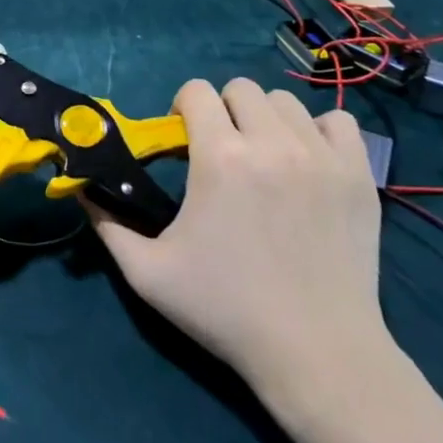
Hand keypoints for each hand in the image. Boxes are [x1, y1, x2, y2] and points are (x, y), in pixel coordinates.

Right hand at [86, 78, 392, 408]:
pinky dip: (318, 132)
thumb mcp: (148, 274)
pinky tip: (307, 161)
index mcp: (219, 157)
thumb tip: (83, 190)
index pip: (196, 91)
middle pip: (241, 88)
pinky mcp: (359, 176)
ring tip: (264, 157)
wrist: (317, 353)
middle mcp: (271, 143)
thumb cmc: (225, 310)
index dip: (182, 108)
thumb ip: (108, 225)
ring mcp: (322, 157)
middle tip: (221, 150)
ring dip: (266, 119)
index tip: (183, 139)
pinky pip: (339, 122)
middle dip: (223, 110)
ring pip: (287, 102)